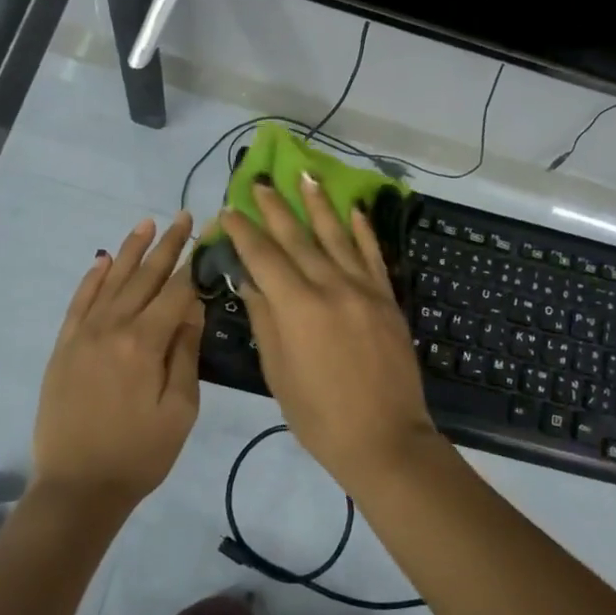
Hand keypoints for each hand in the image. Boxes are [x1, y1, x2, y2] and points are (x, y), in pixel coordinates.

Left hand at [31, 214, 204, 506]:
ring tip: (148, 223)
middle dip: (168, 245)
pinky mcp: (64, 347)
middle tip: (184, 217)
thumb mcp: (180, 410)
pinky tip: (103, 260)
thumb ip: (185, 354)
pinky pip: (79, 302)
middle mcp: (112, 327)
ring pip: (111, 281)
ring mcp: (83, 335)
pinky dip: (92, 278)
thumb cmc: (140, 454)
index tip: (212, 235)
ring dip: (131, 250)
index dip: (197, 262)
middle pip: (145, 277)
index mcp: (144, 343)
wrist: (78, 488)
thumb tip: (193, 308)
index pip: (177, 291)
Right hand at [220, 177, 441, 489]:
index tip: (228, 210)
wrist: (384, 438)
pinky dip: (362, 231)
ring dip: (319, 205)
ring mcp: (364, 289)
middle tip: (259, 181)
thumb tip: (248, 280)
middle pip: (297, 238)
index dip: (243, 232)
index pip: (264, 257)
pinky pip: (372, 256)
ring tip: (305, 176)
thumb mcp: (278, 371)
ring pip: (337, 237)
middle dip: (275, 208)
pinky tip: (353, 211)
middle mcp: (331, 287)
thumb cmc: (319, 415)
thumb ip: (265, 319)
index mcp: (297, 307)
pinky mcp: (387, 298)